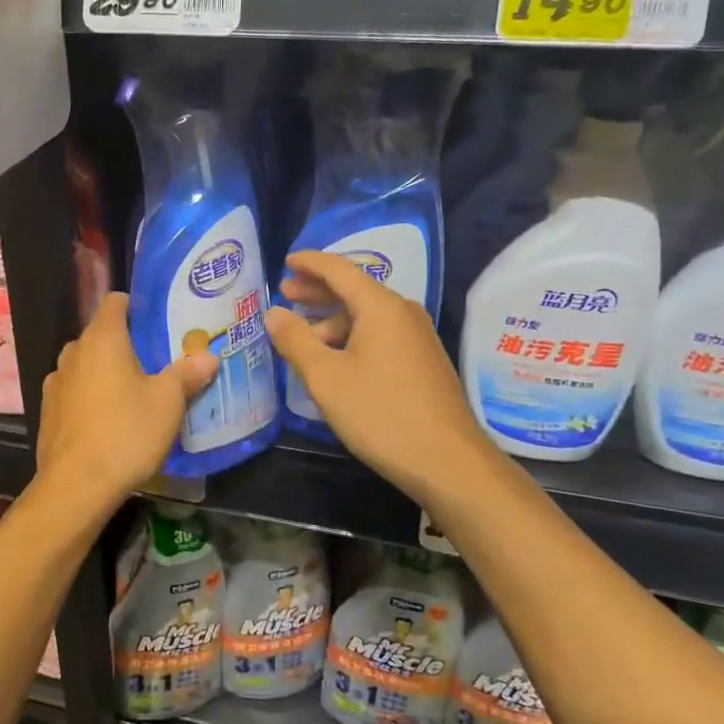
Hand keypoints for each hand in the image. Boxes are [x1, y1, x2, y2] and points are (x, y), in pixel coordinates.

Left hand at [37, 293, 218, 514]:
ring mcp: (56, 382)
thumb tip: (208, 356)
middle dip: (126, 344)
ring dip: (106, 372)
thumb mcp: (168, 403)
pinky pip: (75, 392)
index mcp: (102, 339)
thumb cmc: (126, 432)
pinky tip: (109, 420)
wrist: (76, 486)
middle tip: (157, 361)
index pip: (115, 301)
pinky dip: (91, 397)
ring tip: (134, 392)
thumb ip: (187, 374)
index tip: (158, 322)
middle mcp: (74, 352)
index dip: (136, 306)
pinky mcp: (48, 412)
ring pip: (86, 365)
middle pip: (101, 335)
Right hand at [266, 250, 495, 505]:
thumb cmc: (381, 414)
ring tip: (302, 336)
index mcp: (381, 307)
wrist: (449, 462)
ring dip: (333, 319)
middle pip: (354, 290)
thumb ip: (295, 341)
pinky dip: (352, 337)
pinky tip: (334, 360)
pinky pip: (380, 335)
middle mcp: (403, 313)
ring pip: (367, 316)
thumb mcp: (326, 378)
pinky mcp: (423, 362)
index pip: (339, 269)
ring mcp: (417, 338)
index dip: (309, 263)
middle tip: (286, 292)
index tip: (285, 260)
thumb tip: (274, 313)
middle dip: (318, 290)